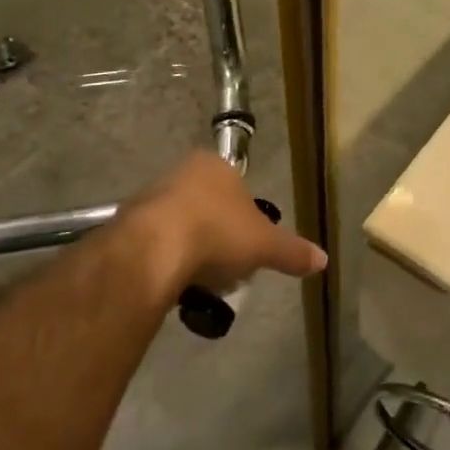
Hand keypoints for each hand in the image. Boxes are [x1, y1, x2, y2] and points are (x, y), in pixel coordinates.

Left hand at [114, 152, 325, 305]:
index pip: (238, 188)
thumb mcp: (265, 245)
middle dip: (217, 237)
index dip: (246, 219)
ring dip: (190, 250)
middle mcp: (183, 172)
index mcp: (217, 166)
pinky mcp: (126, 223)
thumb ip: (292, 251)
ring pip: (181, 224)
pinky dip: (165, 260)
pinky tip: (173, 283)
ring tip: (198, 283)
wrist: (152, 250)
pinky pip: (154, 243)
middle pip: (209, 206)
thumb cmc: (217, 233)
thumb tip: (323, 260)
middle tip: (225, 268)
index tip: (247, 247)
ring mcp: (151, 196)